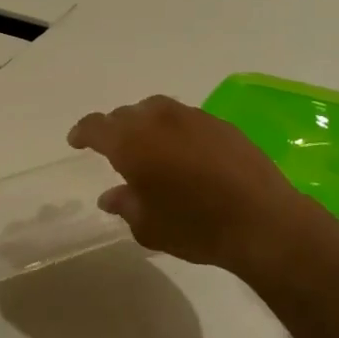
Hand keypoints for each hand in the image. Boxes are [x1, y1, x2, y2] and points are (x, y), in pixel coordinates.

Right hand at [67, 96, 319, 274]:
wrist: (261, 220)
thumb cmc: (196, 227)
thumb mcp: (149, 226)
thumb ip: (125, 205)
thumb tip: (110, 195)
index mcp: (132, 143)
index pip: (97, 126)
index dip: (84, 132)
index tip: (77, 141)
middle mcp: (159, 120)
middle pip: (127, 114)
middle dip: (115, 128)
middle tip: (113, 149)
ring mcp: (193, 117)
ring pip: (157, 110)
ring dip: (146, 124)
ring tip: (148, 146)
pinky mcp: (221, 124)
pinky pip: (186, 118)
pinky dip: (175, 130)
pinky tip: (183, 152)